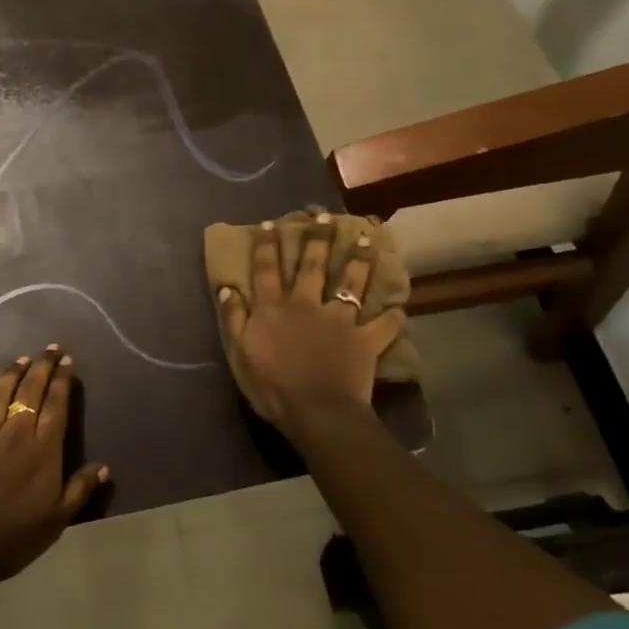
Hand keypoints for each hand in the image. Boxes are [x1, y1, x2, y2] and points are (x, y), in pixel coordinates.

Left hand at [0, 348, 108, 586]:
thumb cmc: (13, 538)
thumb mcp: (57, 520)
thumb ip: (79, 489)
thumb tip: (104, 466)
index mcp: (43, 451)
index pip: (57, 407)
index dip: (63, 382)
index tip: (67, 361)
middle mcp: (16, 434)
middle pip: (31, 393)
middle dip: (43, 368)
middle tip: (51, 348)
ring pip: (1, 396)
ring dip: (12, 373)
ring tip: (22, 358)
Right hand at [216, 215, 404, 439]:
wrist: (317, 412)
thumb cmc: (271, 386)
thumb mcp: (239, 353)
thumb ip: (233, 318)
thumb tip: (228, 287)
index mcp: (273, 308)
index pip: (266, 269)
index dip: (267, 245)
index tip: (271, 223)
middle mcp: (306, 304)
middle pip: (312, 266)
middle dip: (317, 239)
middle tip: (324, 216)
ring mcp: (338, 320)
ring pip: (350, 284)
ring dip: (359, 261)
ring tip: (367, 240)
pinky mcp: (364, 340)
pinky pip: (382, 326)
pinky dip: (392, 318)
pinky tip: (400, 308)